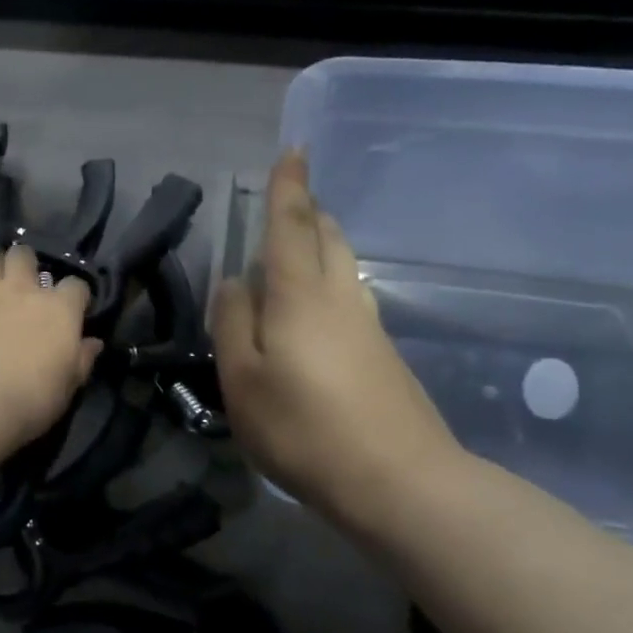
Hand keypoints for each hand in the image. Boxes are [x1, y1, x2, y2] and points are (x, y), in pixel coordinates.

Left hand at [0, 246, 100, 449]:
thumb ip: (82, 360)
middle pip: (25, 256)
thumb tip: (94, 342)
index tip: (69, 309)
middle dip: (23, 265)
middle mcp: (22, 288)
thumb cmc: (29, 400)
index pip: (76, 286)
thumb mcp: (67, 387)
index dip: (73, 295)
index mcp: (59, 310)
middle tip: (19, 286)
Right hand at [212, 151, 465, 533]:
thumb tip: (236, 282)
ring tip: (296, 246)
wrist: (400, 483)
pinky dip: (328, 280)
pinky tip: (313, 307)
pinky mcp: (383, 354)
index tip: (294, 149)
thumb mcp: (243, 378)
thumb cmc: (305, 428)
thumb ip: (233, 323)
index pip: (293, 224)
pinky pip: (350, 295)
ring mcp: (368, 325)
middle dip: (309, 210)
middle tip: (290, 199)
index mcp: (300, 294)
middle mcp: (340, 297)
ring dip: (321, 243)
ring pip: (344, 264)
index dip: (289, 186)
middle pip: (328, 237)